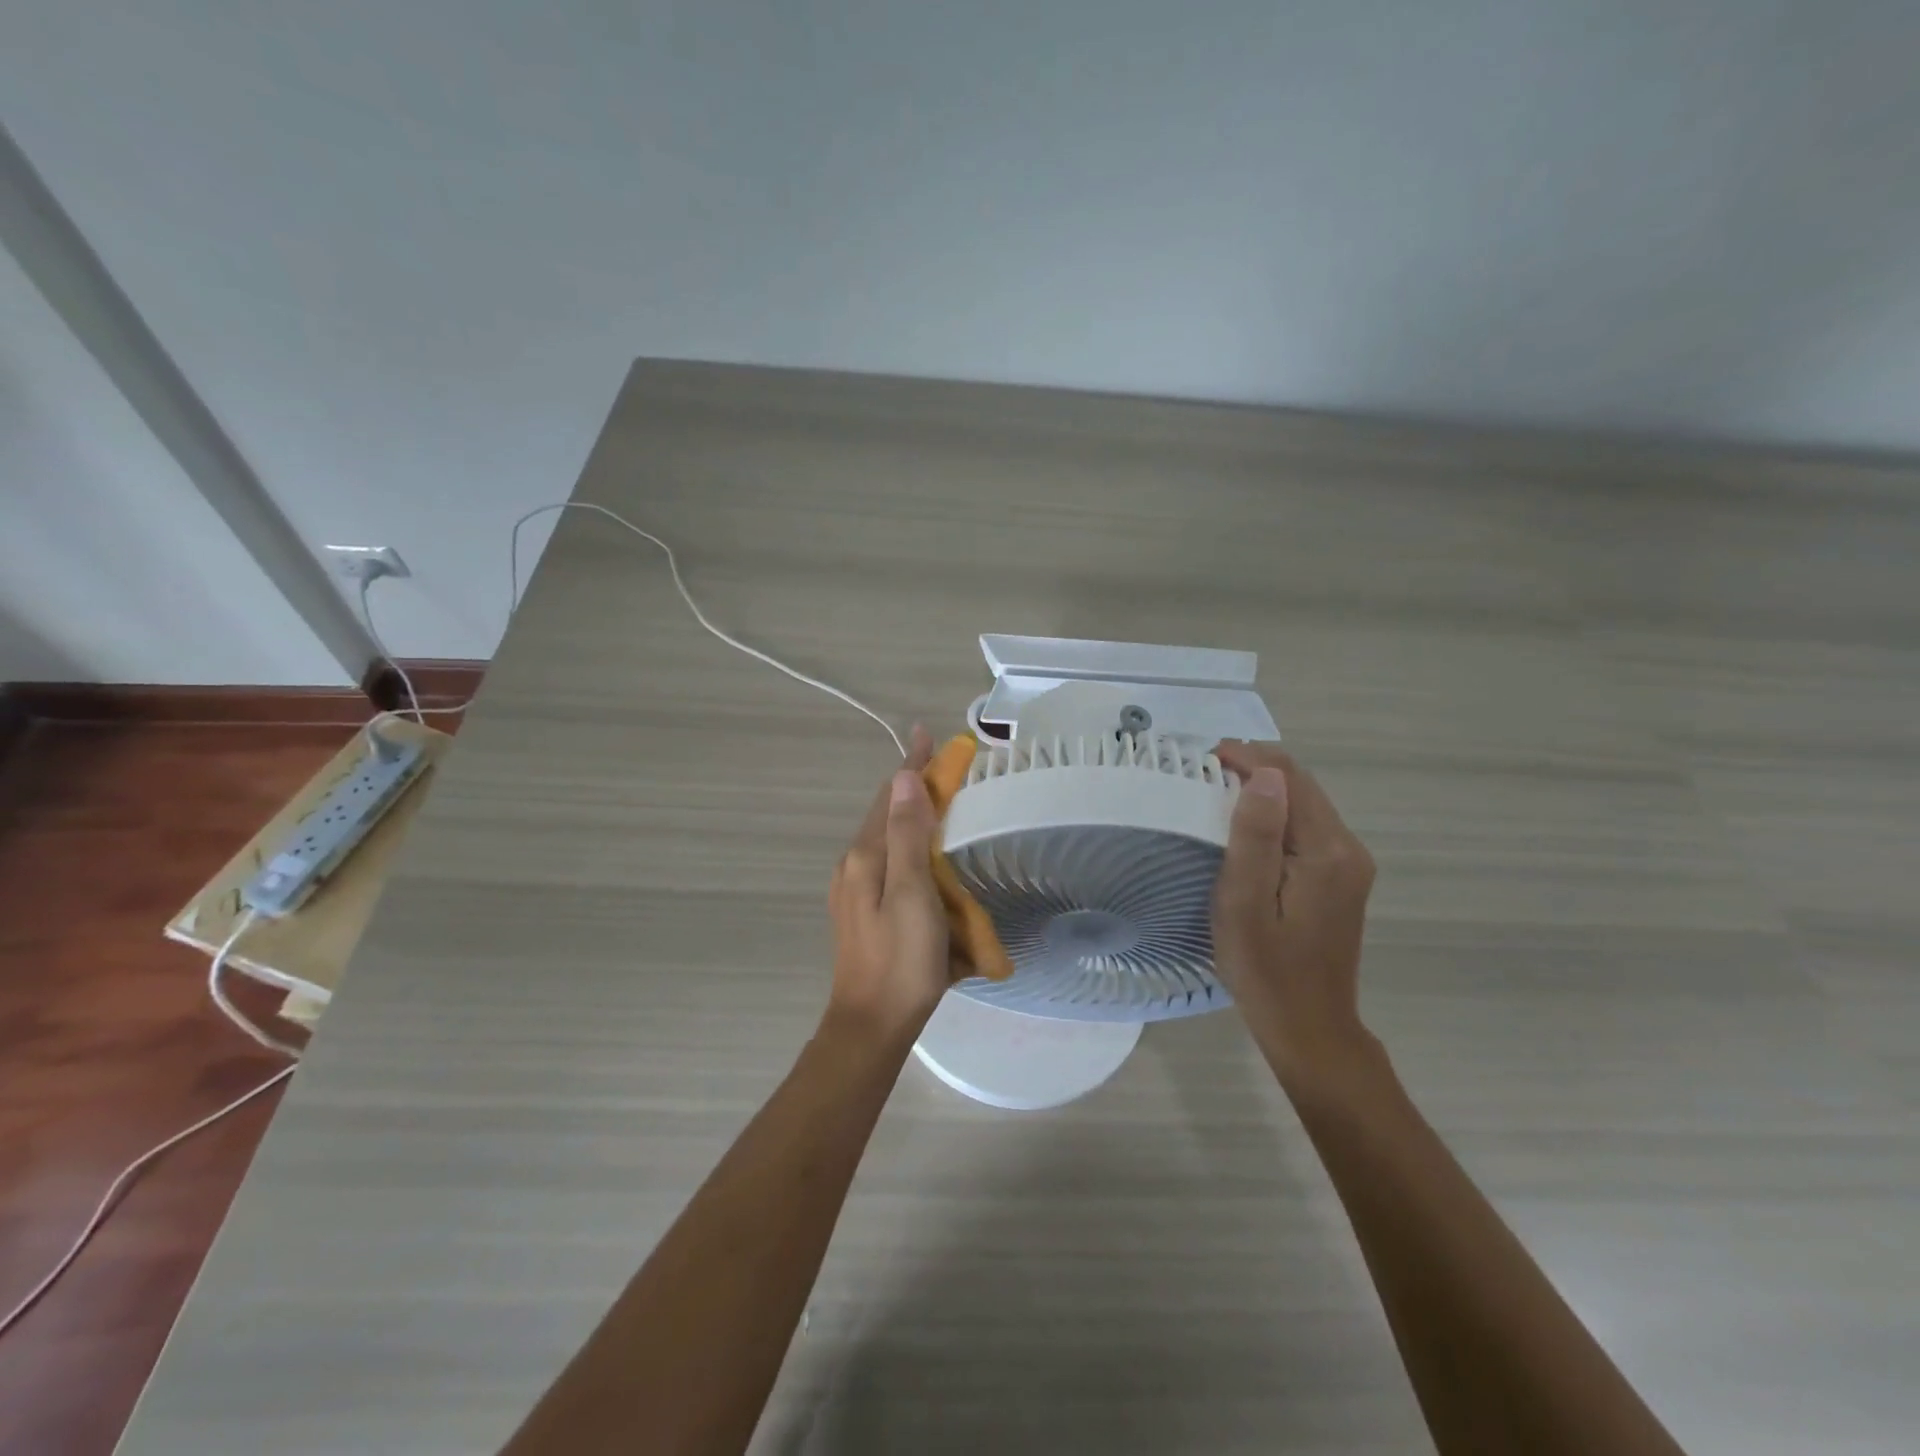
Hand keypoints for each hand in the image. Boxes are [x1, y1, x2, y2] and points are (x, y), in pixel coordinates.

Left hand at [826, 726, 962, 1042]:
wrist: (872, 1025)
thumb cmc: (901, 960)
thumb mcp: (911, 893)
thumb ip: (908, 835)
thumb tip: (904, 777)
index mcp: (864, 857)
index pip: (890, 797)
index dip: (911, 765)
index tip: (926, 733)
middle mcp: (853, 866)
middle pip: (885, 815)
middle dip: (912, 787)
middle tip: (945, 768)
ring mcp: (854, 891)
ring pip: (886, 840)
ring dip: (911, 816)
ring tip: (940, 803)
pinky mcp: (863, 911)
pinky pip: (889, 864)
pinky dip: (909, 847)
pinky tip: (926, 857)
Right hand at [1212, 742, 1378, 1088]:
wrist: (1309, 1027)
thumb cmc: (1265, 969)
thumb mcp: (1245, 903)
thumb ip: (1255, 837)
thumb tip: (1264, 775)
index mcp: (1327, 852)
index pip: (1289, 779)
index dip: (1247, 758)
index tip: (1203, 758)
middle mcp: (1348, 848)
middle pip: (1302, 786)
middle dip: (1254, 768)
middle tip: (1203, 770)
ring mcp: (1349, 864)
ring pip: (1304, 804)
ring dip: (1264, 789)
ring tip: (1216, 790)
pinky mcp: (1340, 878)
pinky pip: (1306, 827)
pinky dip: (1275, 813)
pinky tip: (1246, 824)